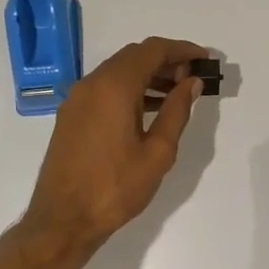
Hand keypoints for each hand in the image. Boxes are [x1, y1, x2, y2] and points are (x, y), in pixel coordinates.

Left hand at [23, 36, 209, 251]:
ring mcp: (77, 98)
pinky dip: (129, 89)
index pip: (152, 50)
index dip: (181, 49)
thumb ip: (177, 111)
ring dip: (147, 75)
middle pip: (133, 56)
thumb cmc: (116, 187)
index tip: (204, 59)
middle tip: (192, 79)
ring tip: (176, 94)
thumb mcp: (158, 152)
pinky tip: (149, 110)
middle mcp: (92, 83)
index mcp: (114, 87)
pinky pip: (104, 88)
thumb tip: (191, 82)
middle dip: (165, 61)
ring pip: (118, 72)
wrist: (63, 219)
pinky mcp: (71, 115)